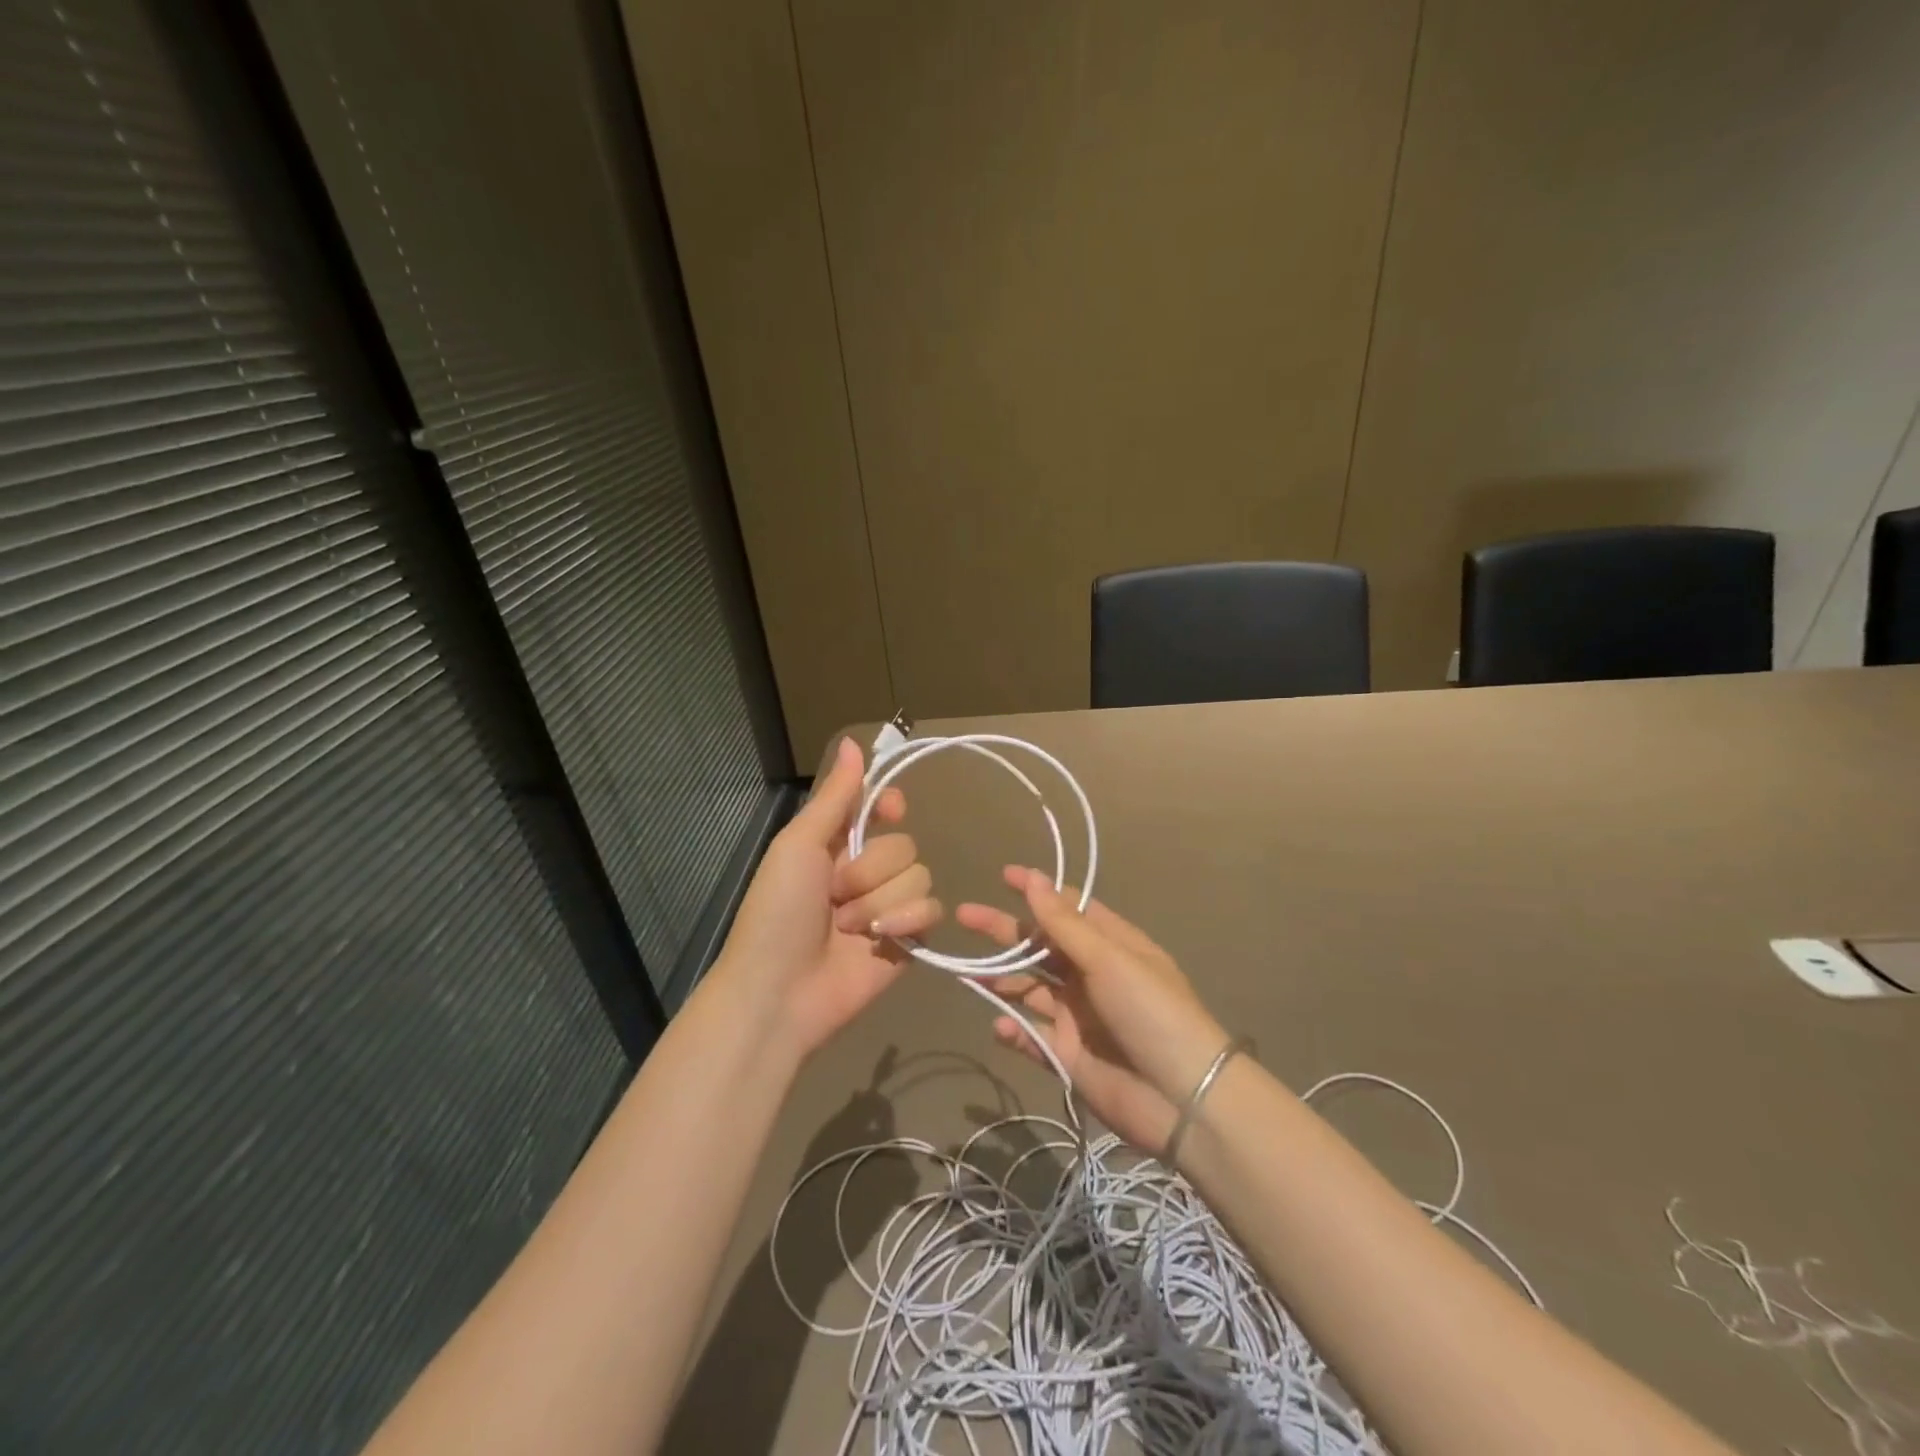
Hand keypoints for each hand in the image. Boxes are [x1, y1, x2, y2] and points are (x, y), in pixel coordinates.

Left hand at [713, 737, 941, 1059]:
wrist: (779, 992)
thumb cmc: (777, 913)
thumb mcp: (798, 845)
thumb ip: (835, 797)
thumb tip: (853, 741)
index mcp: (837, 844)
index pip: (882, 807)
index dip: (890, 805)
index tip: (889, 811)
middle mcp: (866, 871)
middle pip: (905, 845)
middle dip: (870, 871)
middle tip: (834, 896)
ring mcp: (889, 906)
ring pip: (920, 876)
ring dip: (880, 903)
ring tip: (847, 929)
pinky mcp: (908, 940)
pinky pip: (931, 911)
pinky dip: (906, 922)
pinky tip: (881, 941)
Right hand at [956, 867, 1228, 1154]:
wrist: (1181, 1100)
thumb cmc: (1150, 1012)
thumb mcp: (1109, 959)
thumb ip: (1064, 923)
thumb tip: (1033, 877)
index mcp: (1112, 945)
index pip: (1069, 908)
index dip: (1038, 891)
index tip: (1003, 876)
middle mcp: (1093, 976)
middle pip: (1041, 946)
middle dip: (1005, 931)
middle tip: (964, 915)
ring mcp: (1079, 1016)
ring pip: (1031, 989)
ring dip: (1002, 980)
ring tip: (969, 974)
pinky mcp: (1068, 1055)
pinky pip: (1033, 1035)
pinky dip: (1015, 1030)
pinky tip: (1001, 1026)